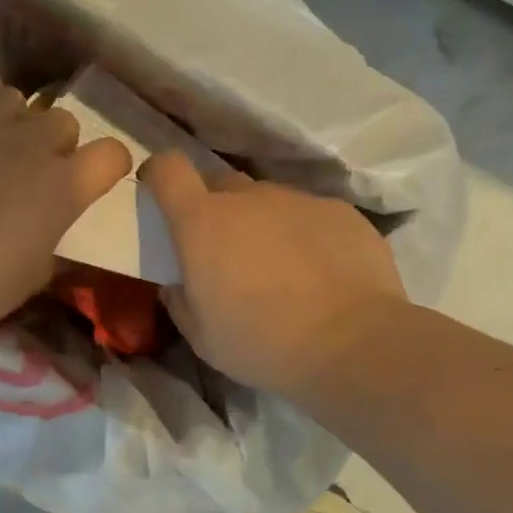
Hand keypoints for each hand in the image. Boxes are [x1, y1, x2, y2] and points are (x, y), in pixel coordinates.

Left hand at [0, 87, 130, 336]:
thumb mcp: (29, 280)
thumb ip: (51, 248)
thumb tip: (52, 239)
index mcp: (61, 184)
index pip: (112, 154)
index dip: (109, 167)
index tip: (95, 182)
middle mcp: (26, 142)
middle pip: (62, 119)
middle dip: (57, 143)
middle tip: (36, 174)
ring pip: (10, 97)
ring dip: (10, 120)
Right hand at [143, 152, 408, 397]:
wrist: (352, 343)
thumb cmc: (262, 343)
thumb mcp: (201, 336)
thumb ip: (179, 300)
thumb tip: (178, 283)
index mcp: (203, 222)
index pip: (168, 169)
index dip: (159, 175)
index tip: (160, 194)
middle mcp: (249, 197)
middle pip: (220, 184)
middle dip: (215, 208)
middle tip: (226, 250)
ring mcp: (298, 199)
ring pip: (268, 200)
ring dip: (263, 223)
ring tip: (280, 267)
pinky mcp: (340, 210)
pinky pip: (309, 214)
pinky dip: (304, 234)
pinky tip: (320, 271)